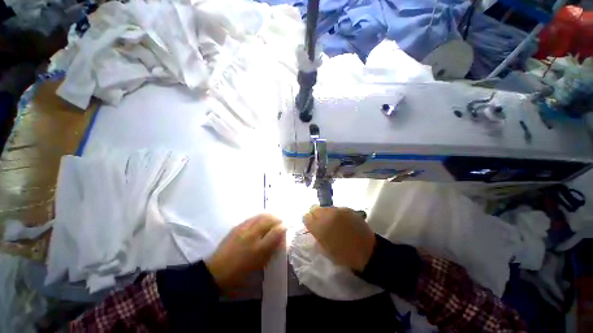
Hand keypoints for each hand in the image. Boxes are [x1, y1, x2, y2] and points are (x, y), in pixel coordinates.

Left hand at [205, 214, 285, 290]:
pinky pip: (252, 217)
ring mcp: (244, 229)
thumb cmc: (240, 273)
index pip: (276, 232)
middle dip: (278, 219)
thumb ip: (271, 249)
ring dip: (270, 216)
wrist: (217, 271)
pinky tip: (261, 219)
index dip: (284, 227)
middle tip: (281, 222)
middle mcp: (252, 235)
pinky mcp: (237, 226)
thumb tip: (281, 238)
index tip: (288, 226)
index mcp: (259, 248)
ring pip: (261, 216)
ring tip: (273, 219)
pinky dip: (260, 217)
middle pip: (269, 220)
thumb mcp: (259, 264)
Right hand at [303, 207, 375, 271]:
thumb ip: (317, 236)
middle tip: (321, 223)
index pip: (306, 217)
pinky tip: (342, 221)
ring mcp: (338, 210)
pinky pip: (336, 208)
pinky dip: (336, 214)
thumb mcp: (325, 250)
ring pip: (325, 207)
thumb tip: (314, 228)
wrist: (367, 251)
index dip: (308, 221)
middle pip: (314, 208)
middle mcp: (327, 215)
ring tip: (332, 222)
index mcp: (320, 227)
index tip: (312, 225)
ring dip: (325, 213)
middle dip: (315, 215)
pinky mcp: (347, 209)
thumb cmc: (344, 255)